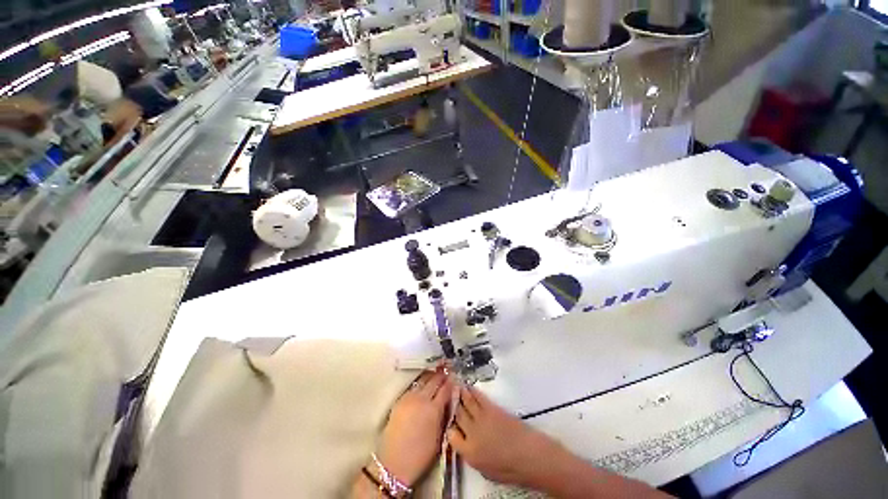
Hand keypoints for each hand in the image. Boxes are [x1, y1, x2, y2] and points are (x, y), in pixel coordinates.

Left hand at [376, 368, 453, 485]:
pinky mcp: (400, 400)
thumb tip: (448, 402)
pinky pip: (413, 387)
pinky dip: (421, 383)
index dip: (451, 382)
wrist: (394, 463)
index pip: (445, 389)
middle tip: (447, 370)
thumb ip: (444, 416)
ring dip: (431, 376)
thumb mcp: (439, 437)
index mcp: (434, 409)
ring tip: (436, 373)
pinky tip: (423, 384)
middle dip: (441, 375)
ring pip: (423, 380)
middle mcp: (422, 399)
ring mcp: (409, 398)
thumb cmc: (420, 455)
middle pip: (434, 381)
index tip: (455, 377)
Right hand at [446, 385, 564, 486]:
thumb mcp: (486, 471)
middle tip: (449, 397)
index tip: (451, 422)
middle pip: (458, 415)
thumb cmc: (510, 469)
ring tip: (456, 386)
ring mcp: (481, 419)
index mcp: (469, 453)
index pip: (451, 435)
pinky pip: (478, 397)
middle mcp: (471, 433)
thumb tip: (465, 443)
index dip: (450, 427)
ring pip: (466, 403)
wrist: (530, 456)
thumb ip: (472, 455)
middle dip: (453, 406)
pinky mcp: (491, 408)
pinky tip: (469, 386)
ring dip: (460, 394)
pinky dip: (472, 391)